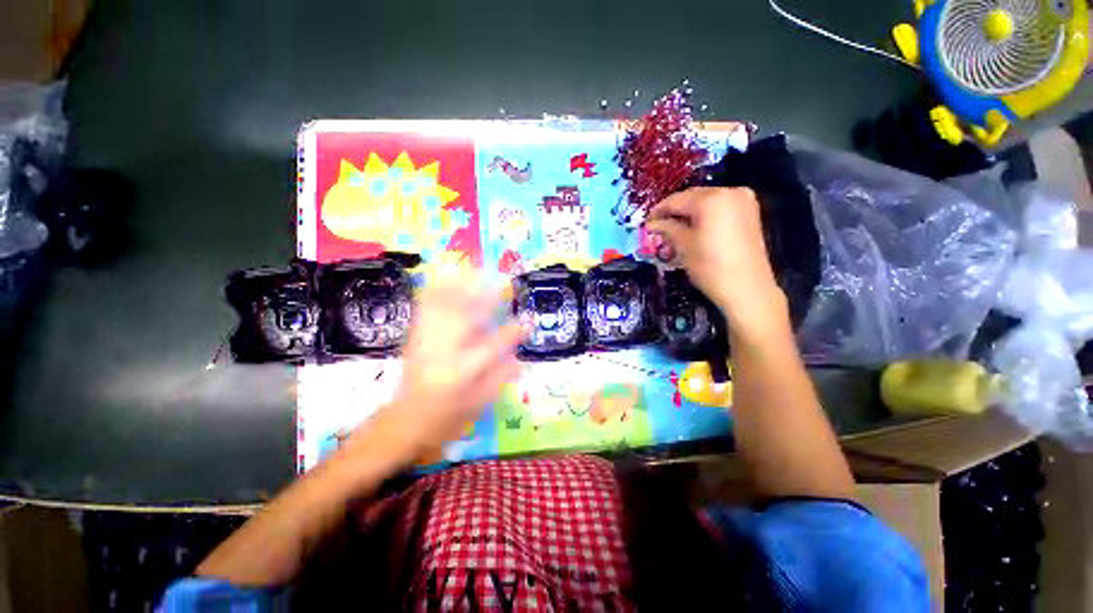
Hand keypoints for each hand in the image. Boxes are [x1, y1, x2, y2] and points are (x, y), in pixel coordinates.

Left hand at [355, 278, 525, 464]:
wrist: (405, 420)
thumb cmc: (447, 416)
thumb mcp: (478, 404)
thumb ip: (500, 379)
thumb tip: (520, 357)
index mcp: (462, 372)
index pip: (492, 347)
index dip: (512, 333)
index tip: (528, 321)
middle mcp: (443, 352)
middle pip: (466, 317)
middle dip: (485, 296)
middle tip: (501, 279)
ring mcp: (426, 341)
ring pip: (445, 308)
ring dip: (461, 285)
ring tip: (476, 268)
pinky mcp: (415, 337)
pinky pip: (425, 308)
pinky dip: (436, 289)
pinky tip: (445, 275)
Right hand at [645, 187, 786, 330]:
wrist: (747, 288)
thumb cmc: (711, 267)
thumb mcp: (684, 246)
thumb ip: (667, 228)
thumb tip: (652, 224)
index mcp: (711, 199)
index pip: (676, 200)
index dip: (658, 211)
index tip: (646, 222)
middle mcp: (730, 192)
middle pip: (693, 197)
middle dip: (674, 210)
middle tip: (658, 225)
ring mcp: (743, 201)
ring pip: (706, 201)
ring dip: (689, 212)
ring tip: (674, 228)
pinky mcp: (749, 212)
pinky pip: (720, 207)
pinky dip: (704, 215)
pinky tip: (694, 228)